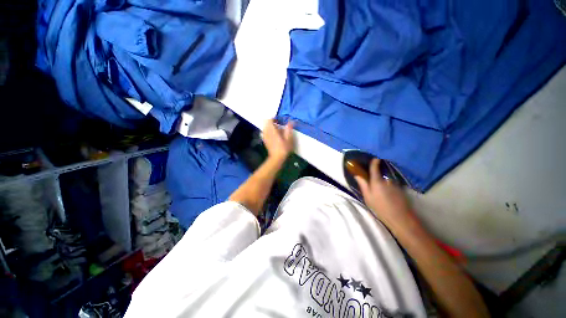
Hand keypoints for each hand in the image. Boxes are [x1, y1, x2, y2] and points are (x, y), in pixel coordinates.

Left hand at [262, 119, 293, 163]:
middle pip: (266, 122)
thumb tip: (290, 121)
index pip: (269, 120)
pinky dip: (267, 130)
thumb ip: (288, 129)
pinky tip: (272, 134)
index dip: (274, 118)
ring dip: (269, 126)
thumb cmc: (283, 148)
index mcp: (272, 131)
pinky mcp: (264, 140)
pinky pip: (264, 132)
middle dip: (271, 121)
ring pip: (265, 127)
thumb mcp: (289, 139)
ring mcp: (265, 136)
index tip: (279, 120)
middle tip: (278, 123)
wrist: (277, 158)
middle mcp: (267, 132)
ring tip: (276, 129)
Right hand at [354, 159, 412, 225]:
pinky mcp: (400, 189)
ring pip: (387, 179)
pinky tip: (388, 193)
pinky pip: (392, 183)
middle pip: (381, 172)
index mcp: (376, 181)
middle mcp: (386, 180)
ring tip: (381, 188)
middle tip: (373, 179)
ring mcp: (394, 184)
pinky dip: (389, 185)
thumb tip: (357, 176)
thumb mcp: (367, 197)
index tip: (374, 158)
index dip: (374, 162)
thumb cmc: (380, 207)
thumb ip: (363, 184)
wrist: (400, 217)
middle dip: (377, 173)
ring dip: (384, 180)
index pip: (374, 167)